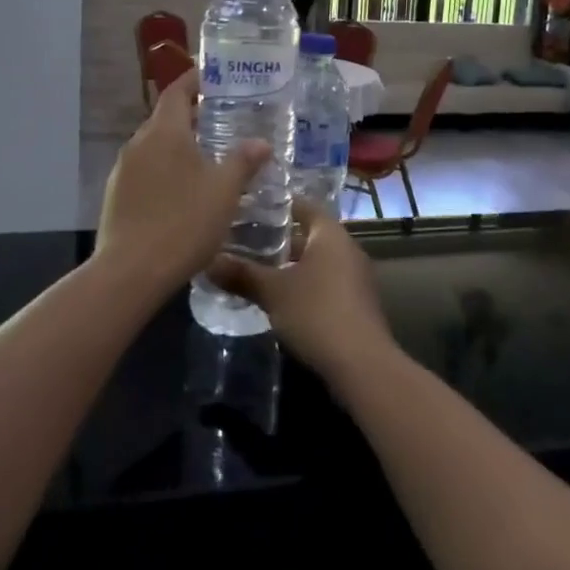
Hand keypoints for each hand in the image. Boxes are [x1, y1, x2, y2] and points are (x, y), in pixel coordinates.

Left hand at [97, 68, 270, 290]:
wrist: (130, 272)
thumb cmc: (184, 223)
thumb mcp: (224, 192)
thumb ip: (243, 162)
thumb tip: (261, 142)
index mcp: (164, 132)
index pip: (177, 92)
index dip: (194, 81)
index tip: (213, 76)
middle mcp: (139, 143)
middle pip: (165, 119)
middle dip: (191, 116)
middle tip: (221, 121)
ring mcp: (122, 170)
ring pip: (154, 147)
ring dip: (178, 146)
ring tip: (207, 158)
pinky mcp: (115, 196)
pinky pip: (145, 171)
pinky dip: (165, 170)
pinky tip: (182, 192)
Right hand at [207, 202, 397, 391]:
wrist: (361, 364)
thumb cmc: (316, 313)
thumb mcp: (272, 292)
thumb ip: (241, 274)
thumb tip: (208, 262)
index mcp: (330, 234)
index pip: (304, 205)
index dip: (279, 205)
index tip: (251, 208)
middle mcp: (348, 248)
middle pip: (311, 234)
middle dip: (281, 239)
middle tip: (246, 241)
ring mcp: (356, 277)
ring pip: (318, 261)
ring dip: (292, 264)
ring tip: (258, 270)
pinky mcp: (357, 303)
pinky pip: (327, 282)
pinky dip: (306, 284)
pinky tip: (282, 298)